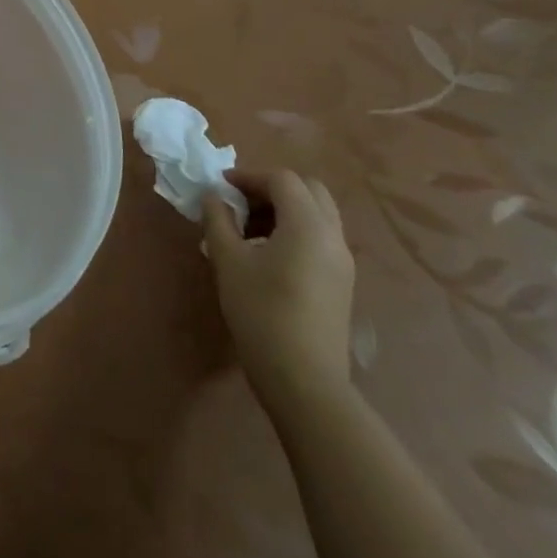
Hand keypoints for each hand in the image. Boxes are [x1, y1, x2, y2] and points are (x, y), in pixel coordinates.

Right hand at [202, 166, 354, 414]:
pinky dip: (296, 230)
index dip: (248, 177)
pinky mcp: (342, 282)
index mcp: (307, 225)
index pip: (282, 180)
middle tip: (239, 203)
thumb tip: (214, 196)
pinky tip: (267, 255)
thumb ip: (219, 220)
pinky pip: (321, 238)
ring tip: (248, 230)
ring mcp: (342, 261)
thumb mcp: (229, 261)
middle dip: (272, 188)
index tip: (220, 188)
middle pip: (308, 190)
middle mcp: (332, 236)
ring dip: (284, 209)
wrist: (304, 381)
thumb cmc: (261, 313)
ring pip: (317, 214)